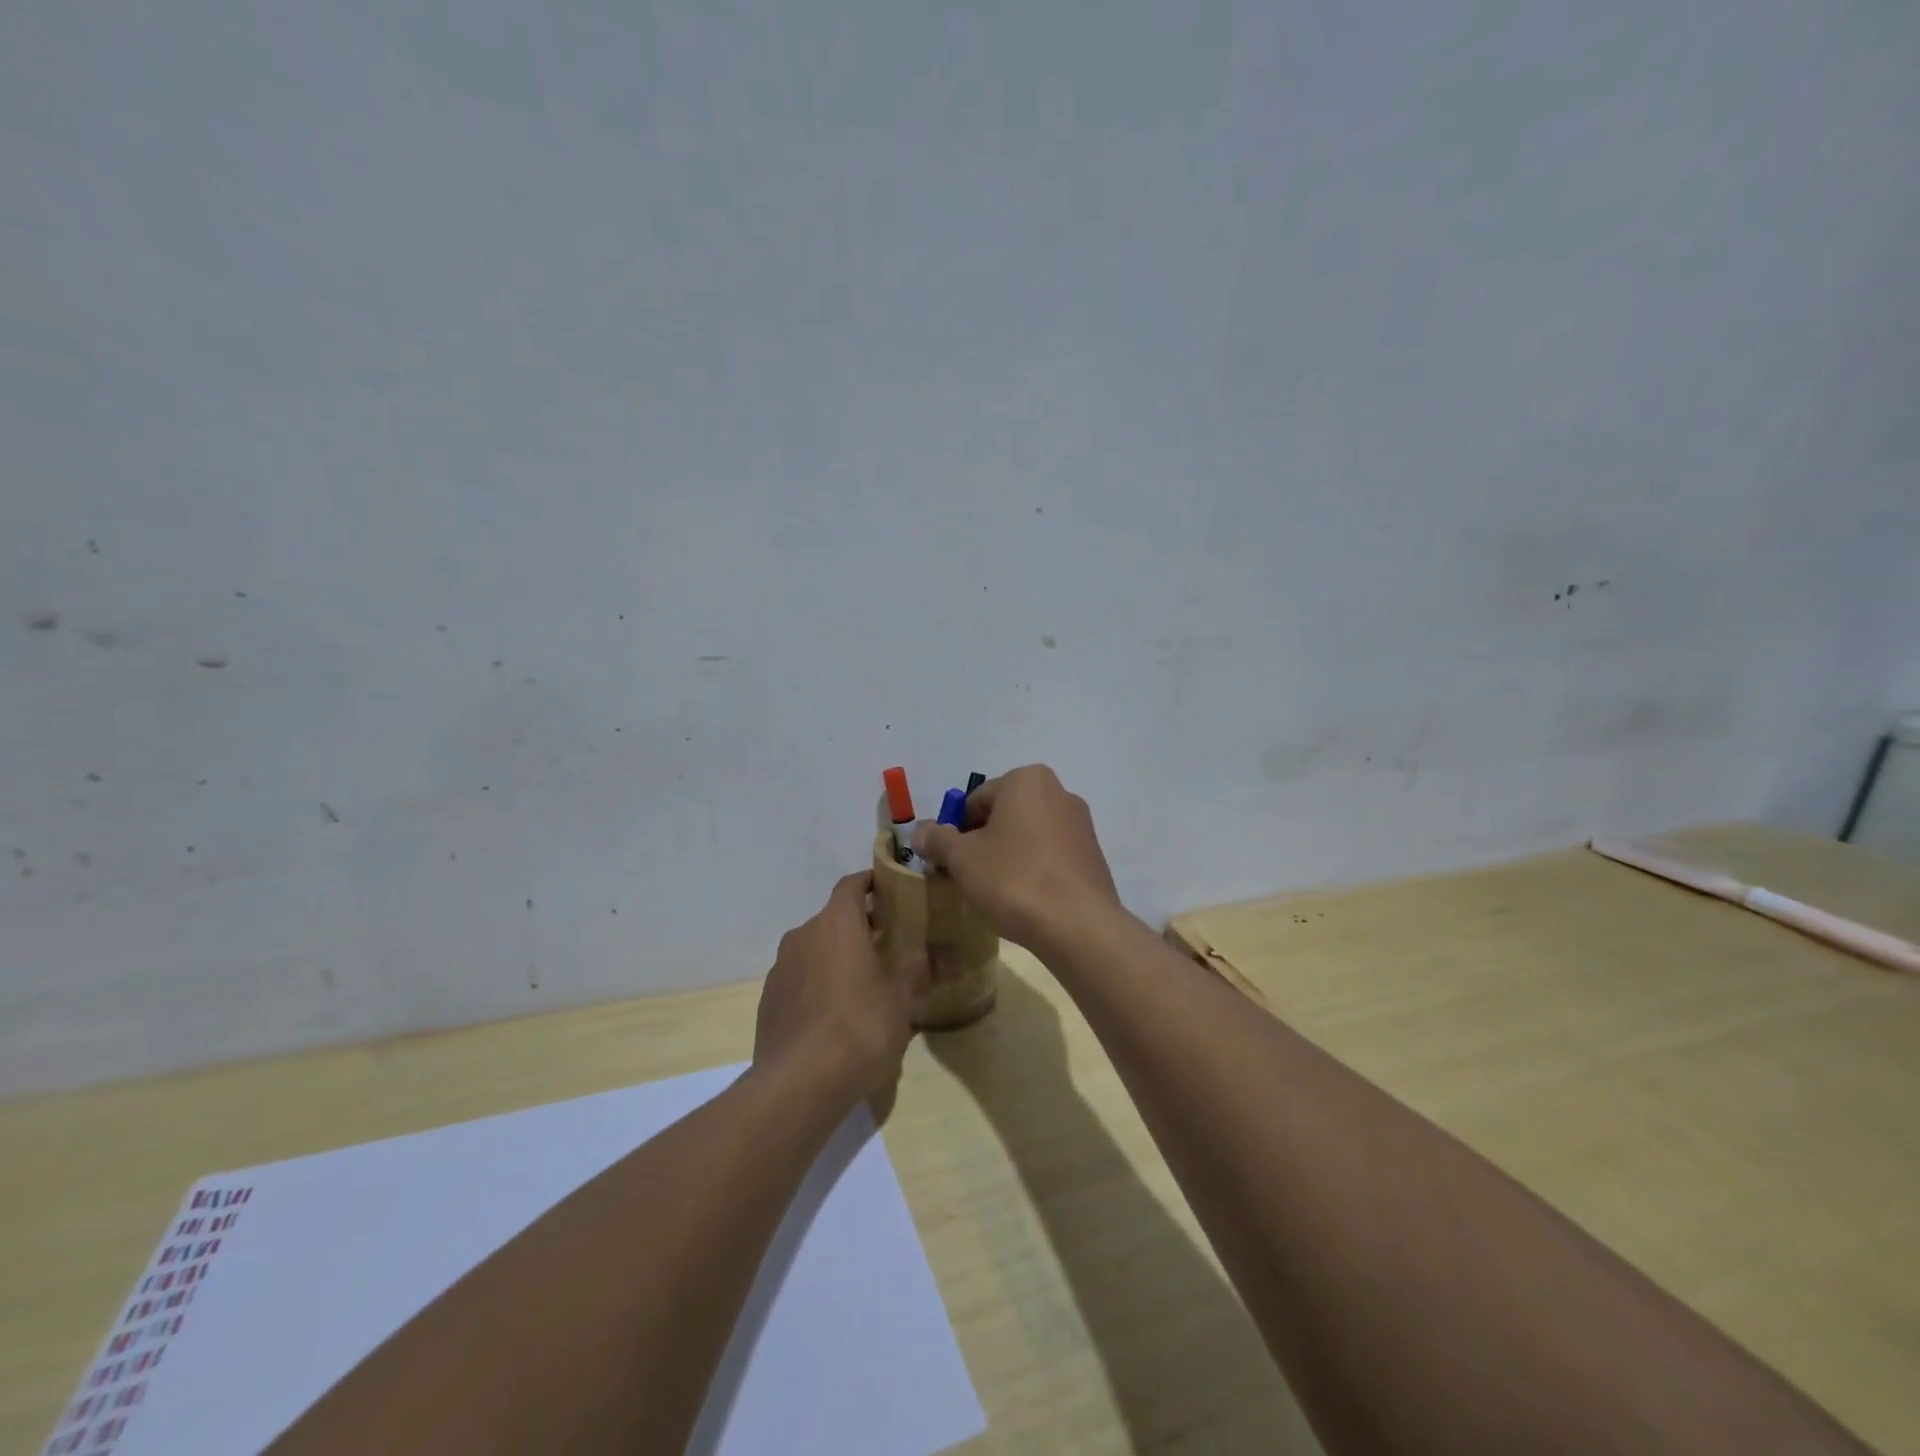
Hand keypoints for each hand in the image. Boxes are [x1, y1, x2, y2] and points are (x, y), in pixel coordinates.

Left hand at [754, 871, 918, 1101]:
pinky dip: (817, 981)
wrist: (798, 1084)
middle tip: (888, 944)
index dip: (871, 883)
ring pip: (814, 948)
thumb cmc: (859, 1027)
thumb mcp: (901, 998)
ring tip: (863, 981)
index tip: (892, 891)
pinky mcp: (769, 999)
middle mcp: (803, 935)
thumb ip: (921, 969)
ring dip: (837, 955)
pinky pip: (799, 977)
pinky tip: (835, 1013)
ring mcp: (781, 967)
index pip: (851, 884)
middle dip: (859, 925)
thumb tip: (949, 953)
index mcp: (837, 923)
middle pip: (834, 917)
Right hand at [912, 765, 1124, 952]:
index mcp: (1027, 780)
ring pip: (1027, 835)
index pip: (974, 800)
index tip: (947, 862)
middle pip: (1003, 815)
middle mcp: (1058, 792)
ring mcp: (1080, 824)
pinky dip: (1033, 869)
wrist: (1078, 926)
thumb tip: (920, 831)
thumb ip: (937, 839)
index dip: (954, 831)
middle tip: (968, 877)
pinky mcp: (1092, 854)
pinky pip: (1050, 854)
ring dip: (1007, 856)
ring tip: (996, 891)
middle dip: (982, 842)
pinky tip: (1025, 898)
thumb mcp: (963, 859)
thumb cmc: (1014, 879)